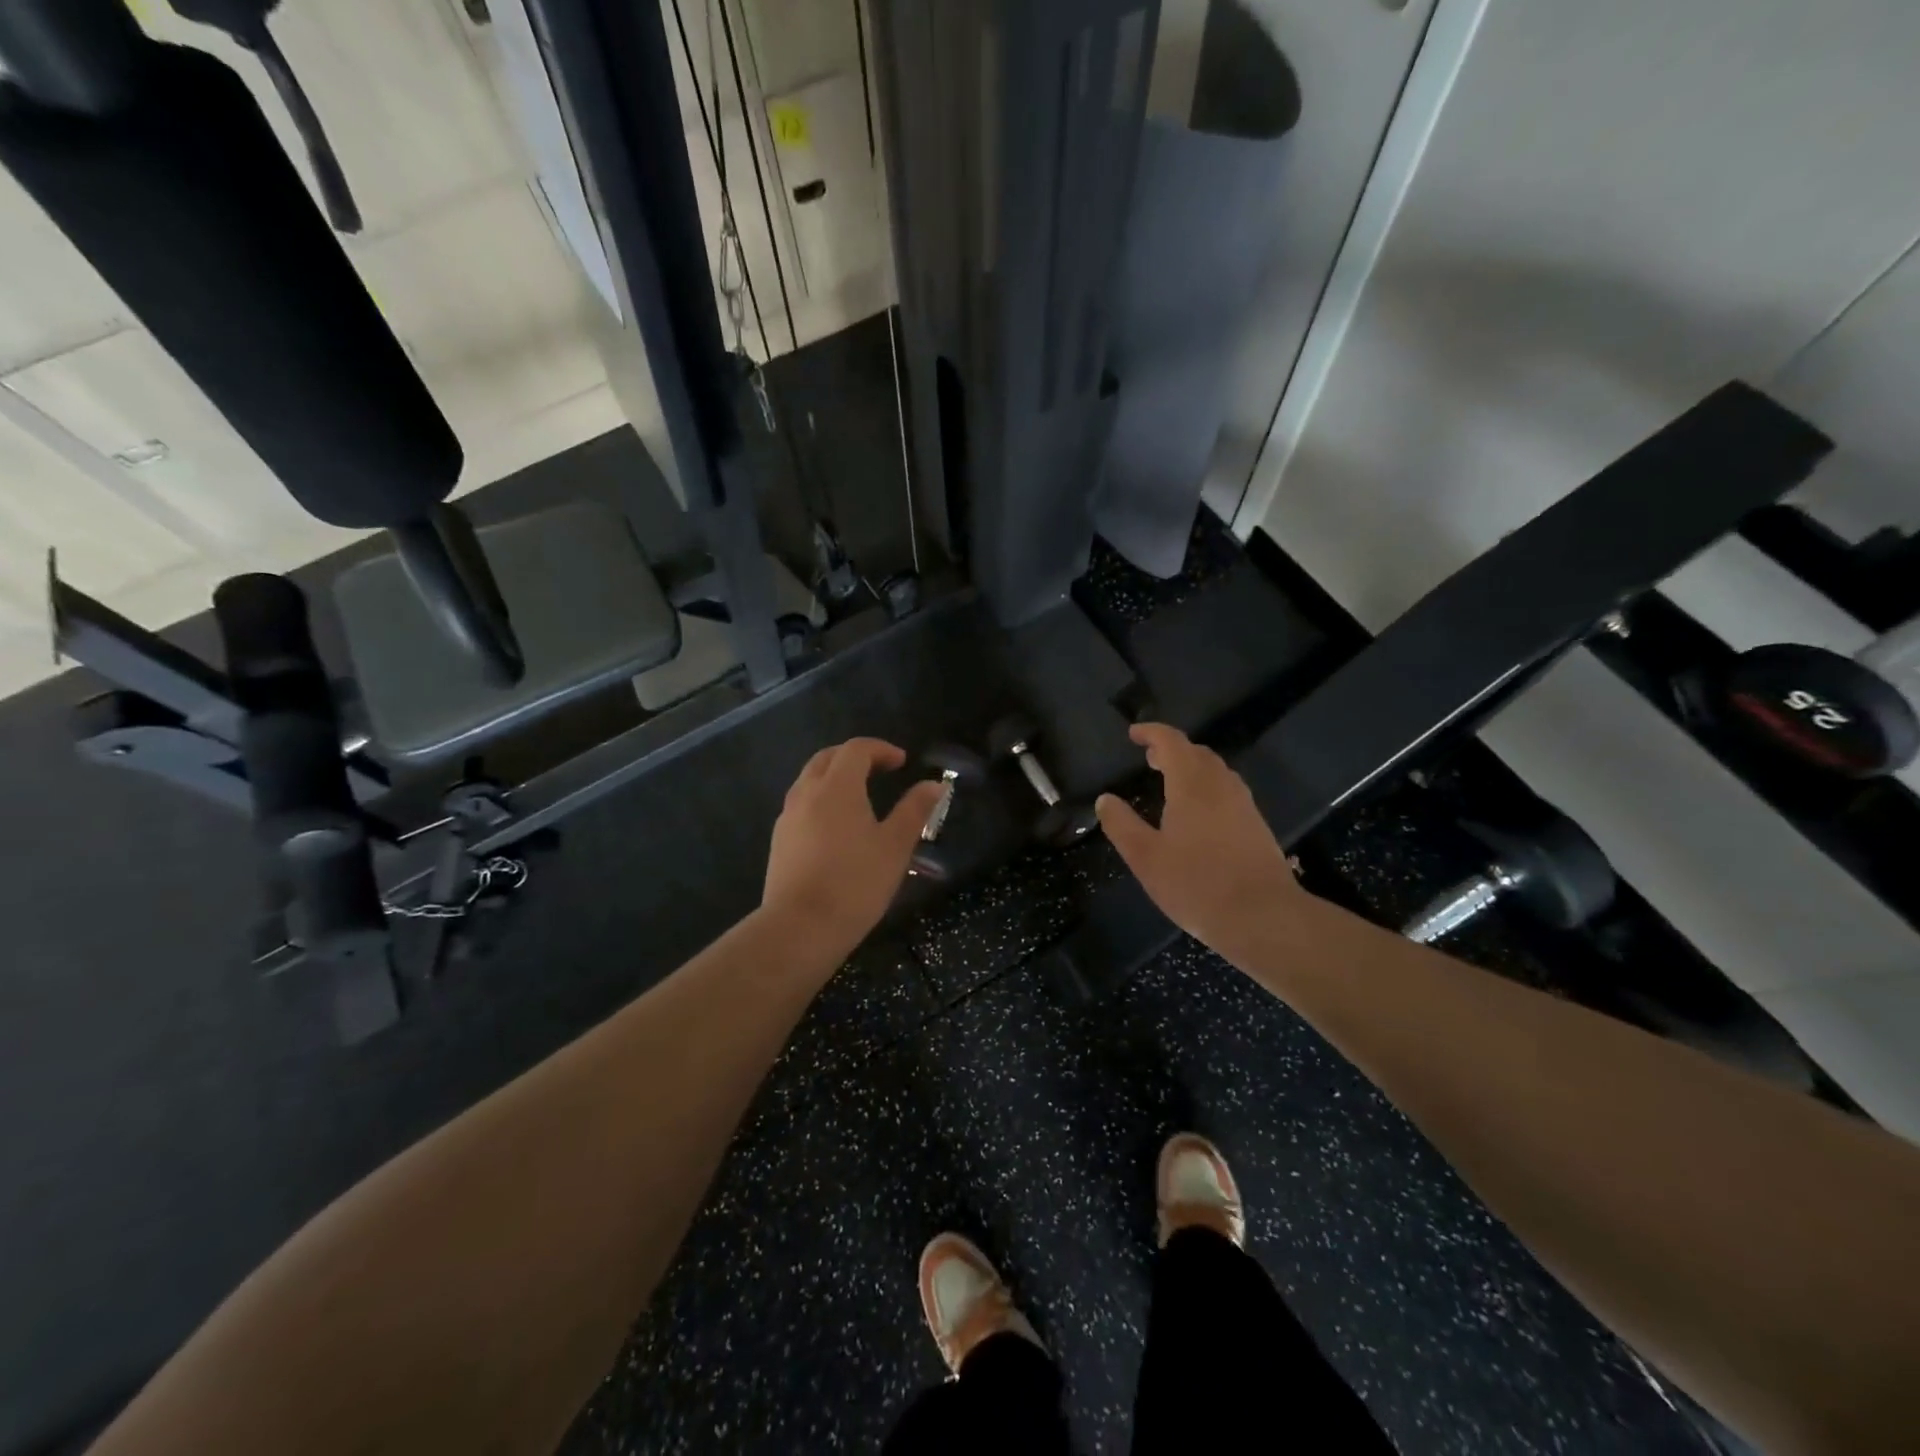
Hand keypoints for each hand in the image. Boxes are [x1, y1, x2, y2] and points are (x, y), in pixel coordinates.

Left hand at [763, 738, 943, 952]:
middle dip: (854, 756)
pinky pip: (800, 804)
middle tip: (879, 769)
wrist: (800, 928)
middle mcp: (807, 793)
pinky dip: (820, 799)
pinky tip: (836, 826)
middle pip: (827, 758)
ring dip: (834, 776)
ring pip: (809, 780)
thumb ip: (915, 810)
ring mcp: (788, 817)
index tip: (902, 762)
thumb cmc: (855, 883)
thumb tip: (934, 784)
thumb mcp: (895, 846)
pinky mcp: (779, 841)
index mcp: (837, 787)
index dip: (881, 749)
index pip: (856, 749)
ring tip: (859, 796)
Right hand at [1096, 723, 1308, 964]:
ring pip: (1216, 772)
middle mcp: (1221, 786)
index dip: (1151, 733)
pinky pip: (1227, 791)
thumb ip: (1121, 824)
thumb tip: (1105, 799)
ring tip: (1170, 781)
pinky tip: (1198, 813)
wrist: (1263, 917)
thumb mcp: (1146, 858)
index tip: (1133, 734)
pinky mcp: (1256, 825)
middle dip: (1171, 749)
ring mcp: (1244, 805)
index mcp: (1192, 785)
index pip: (1172, 742)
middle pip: (1197, 753)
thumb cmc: (1196, 885)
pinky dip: (1207, 787)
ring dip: (1191, 767)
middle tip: (1149, 758)